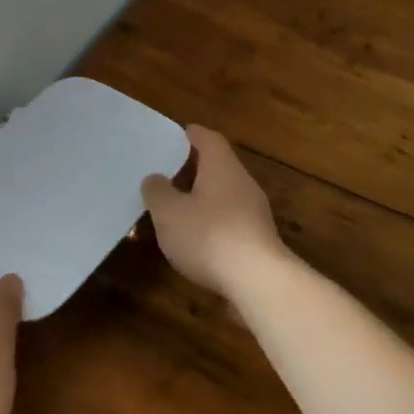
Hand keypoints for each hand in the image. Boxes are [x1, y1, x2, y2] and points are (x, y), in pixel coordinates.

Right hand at [141, 125, 287, 297]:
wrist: (258, 279)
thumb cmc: (209, 236)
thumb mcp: (169, 213)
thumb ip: (157, 191)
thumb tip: (155, 178)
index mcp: (222, 166)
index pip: (208, 139)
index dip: (192, 135)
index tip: (176, 134)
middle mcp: (242, 182)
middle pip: (219, 165)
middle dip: (195, 167)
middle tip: (169, 171)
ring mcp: (255, 211)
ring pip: (225, 193)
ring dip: (203, 195)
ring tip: (177, 205)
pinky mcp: (258, 237)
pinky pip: (231, 218)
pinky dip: (213, 219)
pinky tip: (197, 236)